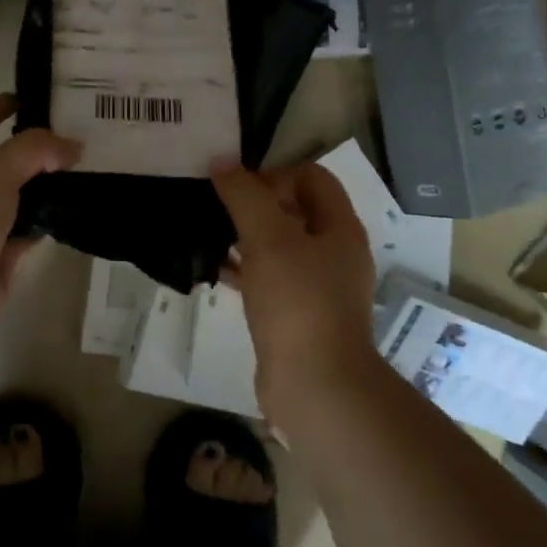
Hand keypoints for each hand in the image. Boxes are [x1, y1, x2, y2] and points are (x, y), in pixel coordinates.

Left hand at [0, 94, 79, 343]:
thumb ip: (32, 151)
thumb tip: (71, 146)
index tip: (20, 99)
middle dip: (24, 156)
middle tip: (63, 140)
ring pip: (11, 205)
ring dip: (38, 192)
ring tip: (77, 173)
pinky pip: (23, 237)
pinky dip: (43, 226)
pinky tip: (70, 213)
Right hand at [212, 162, 378, 408]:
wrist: (315, 385)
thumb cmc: (297, 302)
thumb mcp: (268, 239)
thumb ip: (244, 196)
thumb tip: (222, 162)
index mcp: (339, 228)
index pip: (312, 177)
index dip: (274, 173)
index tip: (237, 187)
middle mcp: (334, 253)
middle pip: (294, 210)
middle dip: (254, 204)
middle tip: (216, 207)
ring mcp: (317, 287)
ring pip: (278, 247)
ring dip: (245, 237)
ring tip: (207, 234)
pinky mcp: (297, 315)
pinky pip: (268, 280)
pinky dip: (243, 270)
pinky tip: (213, 270)